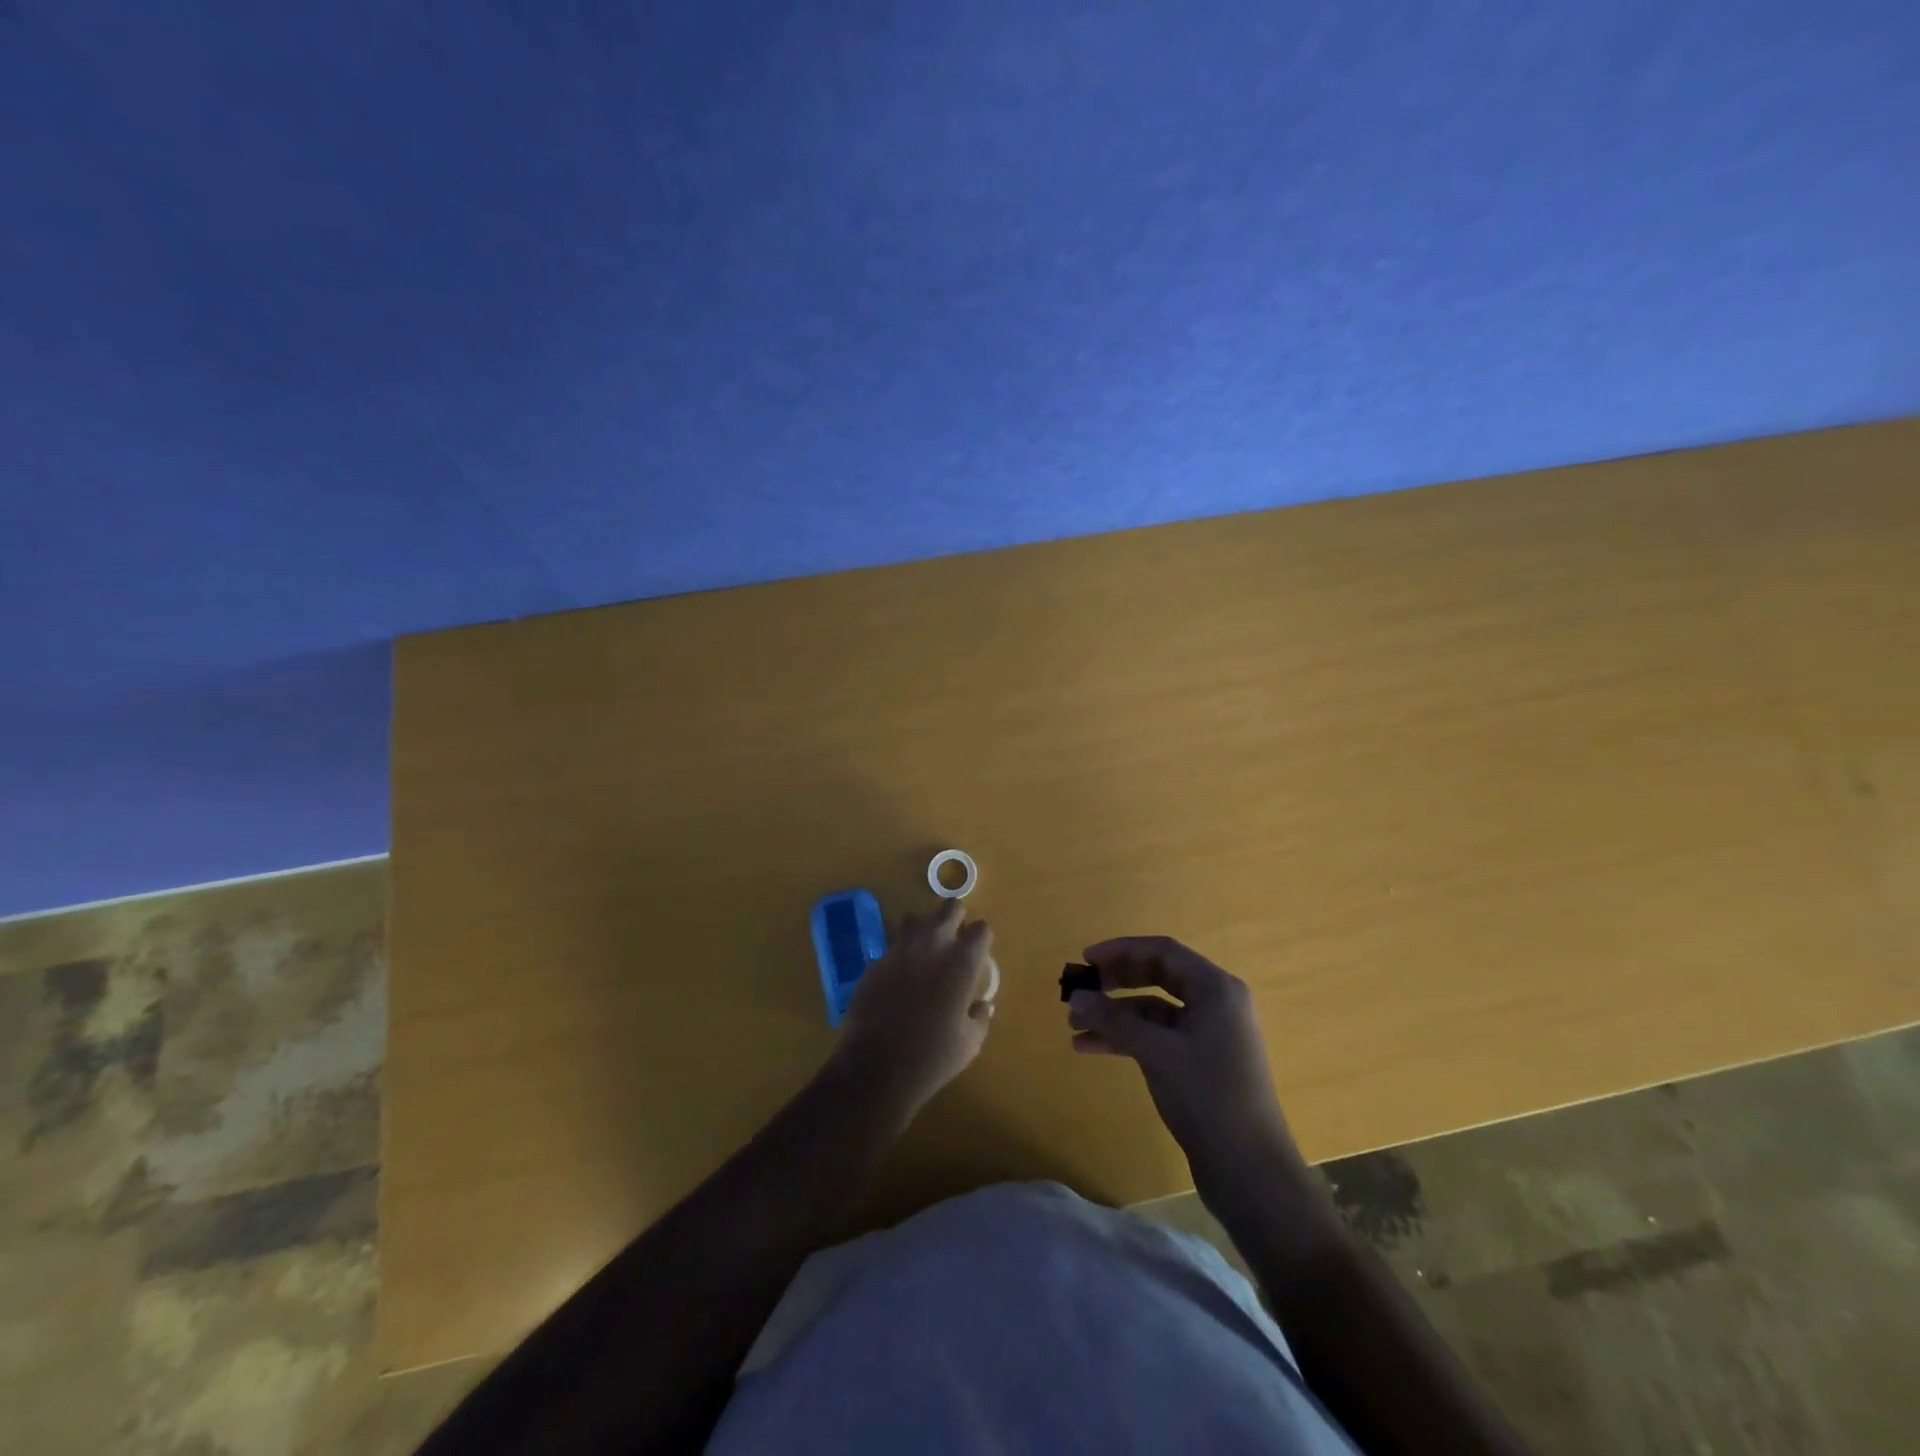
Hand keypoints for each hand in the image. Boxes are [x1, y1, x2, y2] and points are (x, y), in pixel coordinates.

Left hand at [832, 900, 996, 1119]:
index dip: (981, 939)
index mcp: (961, 962)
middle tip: (955, 941)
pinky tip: (899, 978)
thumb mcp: (970, 1043)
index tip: (979, 953)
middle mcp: (932, 945)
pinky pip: (892, 945)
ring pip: (915, 918)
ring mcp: (899, 949)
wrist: (875, 1069)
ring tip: (925, 952)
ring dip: (924, 929)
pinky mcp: (875, 962)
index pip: (981, 929)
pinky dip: (900, 954)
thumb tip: (983, 1005)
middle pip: (950, 908)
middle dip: (955, 919)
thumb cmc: (932, 1058)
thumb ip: (980, 1017)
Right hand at [1067, 936, 1301, 1186]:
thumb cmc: (1208, 1096)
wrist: (1250, 1171)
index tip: (1086, 959)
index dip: (1121, 950)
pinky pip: (1158, 1036)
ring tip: (1075, 1026)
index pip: (1163, 951)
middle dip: (1116, 982)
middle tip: (1080, 990)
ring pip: (1154, 1009)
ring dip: (1115, 1015)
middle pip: (1158, 976)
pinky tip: (1092, 1047)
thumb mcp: (1156, 1052)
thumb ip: (1114, 1019)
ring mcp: (1210, 1034)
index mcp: (1216, 988)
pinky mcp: (1201, 1062)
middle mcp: (1216, 1003)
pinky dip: (1127, 1038)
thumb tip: (1076, 998)